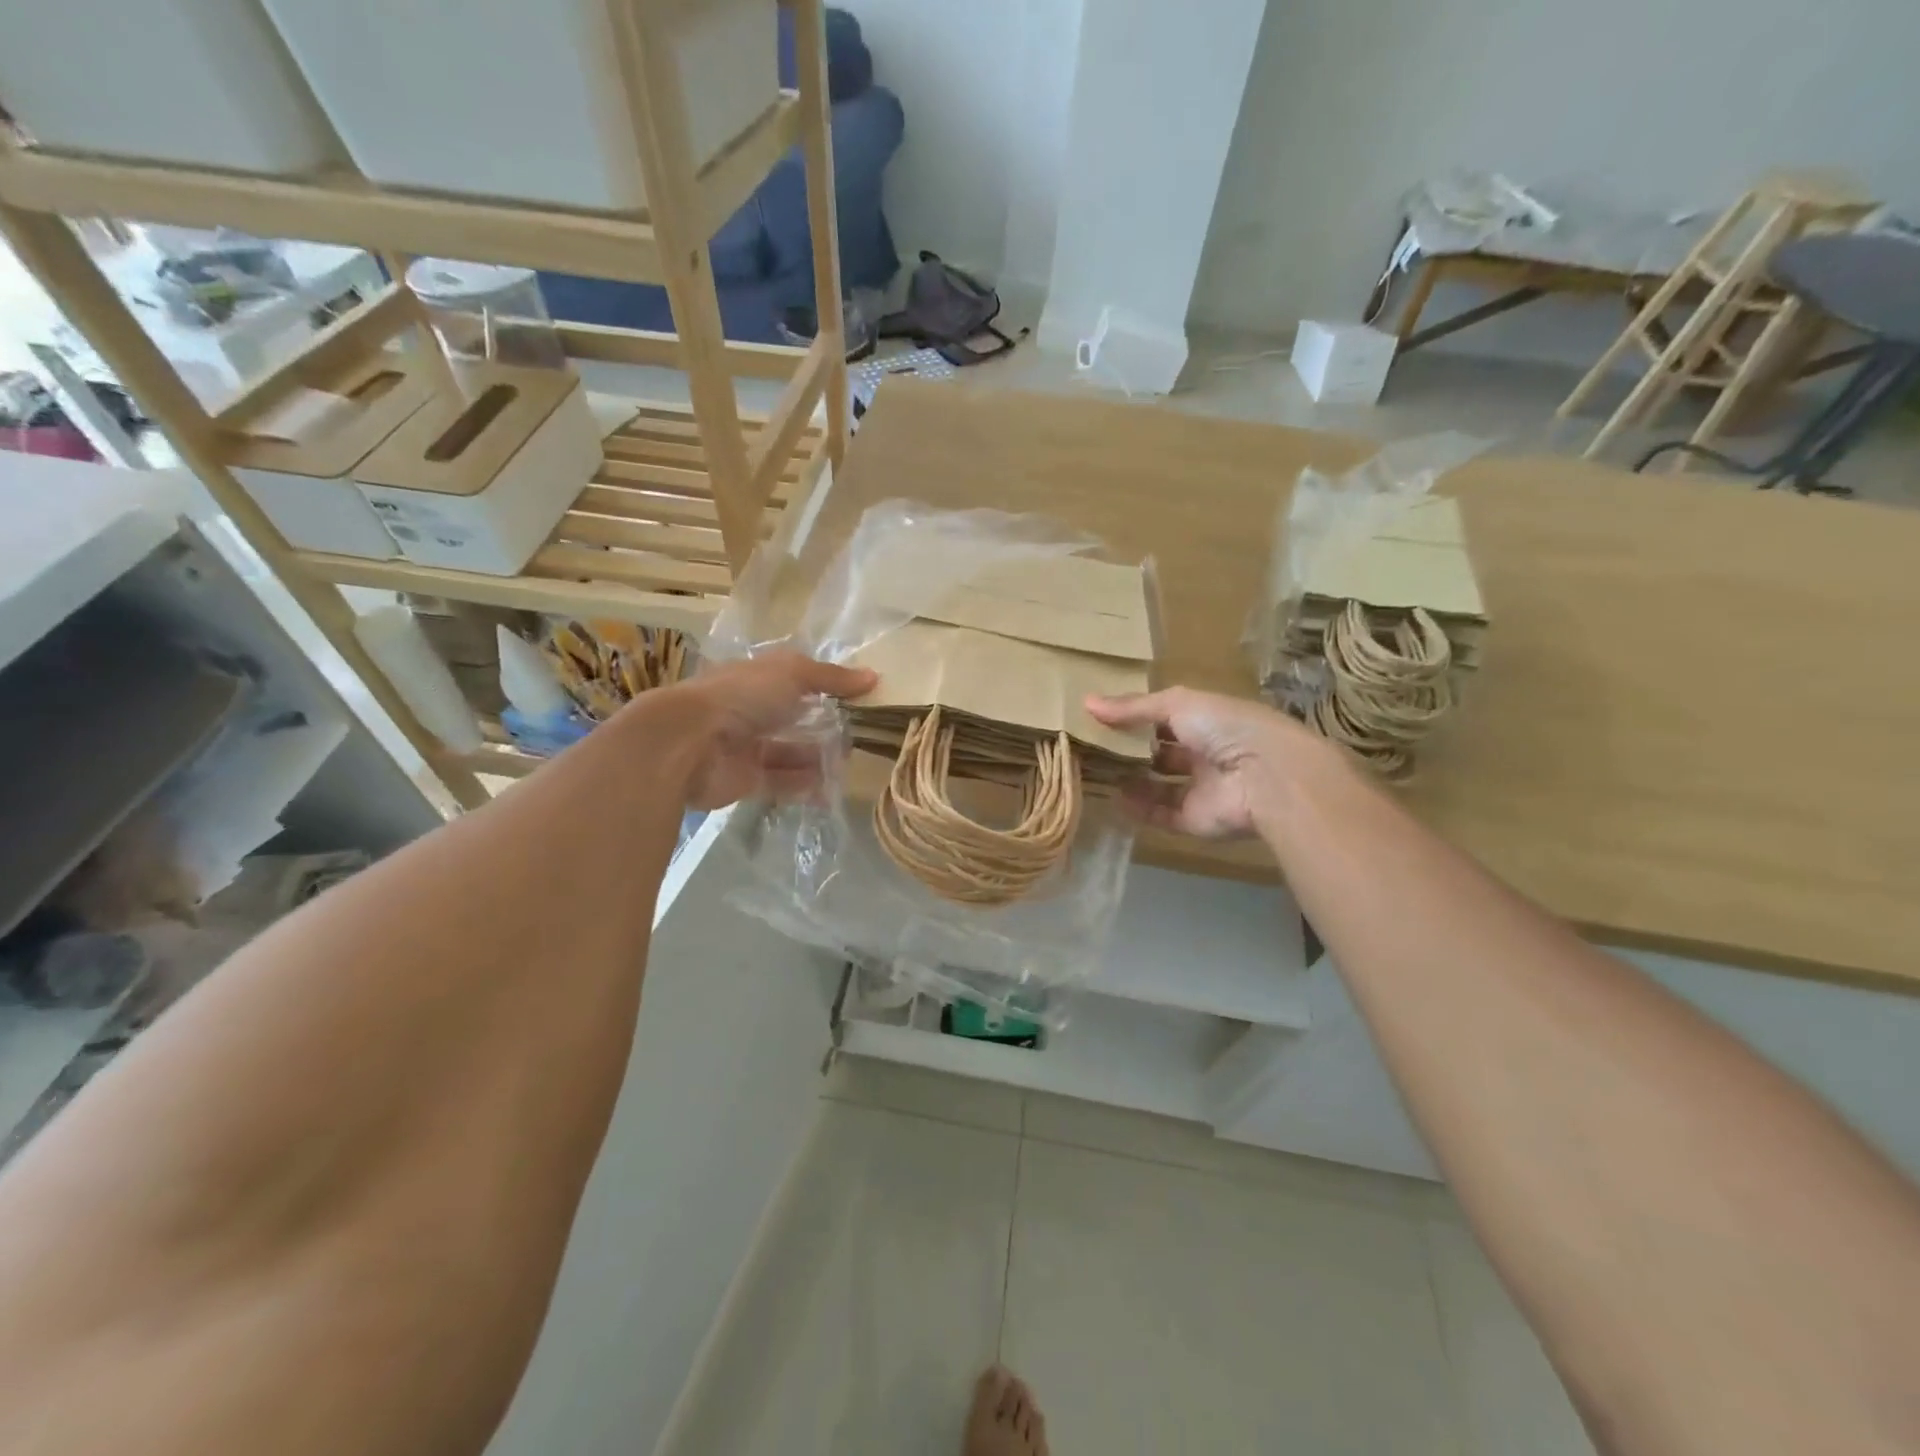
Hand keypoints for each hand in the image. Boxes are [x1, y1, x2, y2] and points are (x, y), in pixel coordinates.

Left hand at [673, 652, 875, 809]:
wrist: (688, 743)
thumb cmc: (740, 696)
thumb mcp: (792, 674)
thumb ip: (831, 678)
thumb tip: (874, 677)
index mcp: (756, 680)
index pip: (794, 681)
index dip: (823, 688)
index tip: (857, 698)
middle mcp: (749, 712)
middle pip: (793, 720)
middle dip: (824, 728)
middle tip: (858, 737)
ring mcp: (746, 748)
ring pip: (789, 753)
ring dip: (817, 759)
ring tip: (848, 765)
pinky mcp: (745, 781)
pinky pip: (781, 783)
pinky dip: (804, 786)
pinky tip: (830, 789)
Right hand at [1086, 687, 1331, 838]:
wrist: (1267, 777)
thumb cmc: (1225, 727)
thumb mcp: (1177, 704)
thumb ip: (1133, 707)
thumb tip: (1087, 703)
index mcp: (1209, 721)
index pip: (1168, 718)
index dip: (1137, 718)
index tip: (1102, 718)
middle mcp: (1207, 754)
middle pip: (1163, 753)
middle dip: (1131, 750)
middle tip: (1092, 747)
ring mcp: (1202, 789)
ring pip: (1160, 786)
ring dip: (1132, 779)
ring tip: (1096, 772)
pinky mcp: (1196, 820)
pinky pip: (1162, 815)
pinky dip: (1138, 809)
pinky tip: (1112, 798)